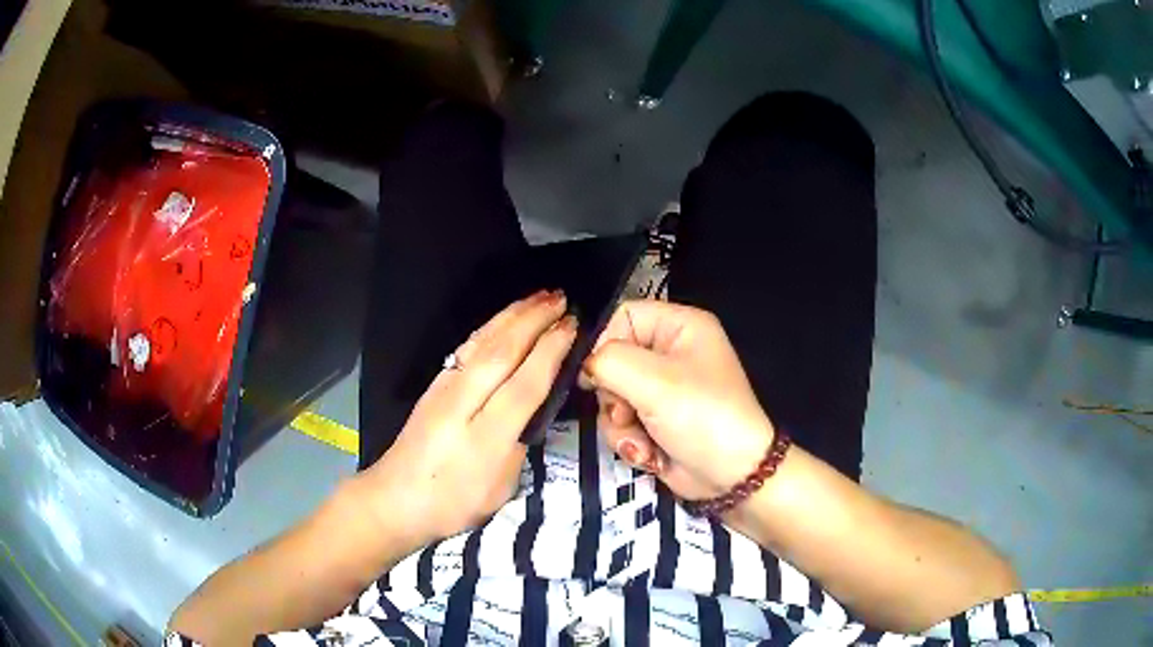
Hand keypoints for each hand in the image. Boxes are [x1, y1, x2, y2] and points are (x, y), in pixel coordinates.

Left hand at [362, 290, 575, 549]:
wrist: (395, 498)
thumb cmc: (452, 504)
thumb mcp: (499, 489)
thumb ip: (517, 446)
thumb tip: (529, 411)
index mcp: (486, 436)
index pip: (525, 383)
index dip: (550, 351)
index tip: (572, 325)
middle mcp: (463, 403)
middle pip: (502, 351)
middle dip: (535, 320)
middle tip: (562, 298)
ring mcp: (444, 389)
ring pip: (482, 342)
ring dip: (513, 315)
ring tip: (539, 296)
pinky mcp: (434, 385)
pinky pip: (468, 347)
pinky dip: (490, 327)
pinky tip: (502, 319)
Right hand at [581, 300, 773, 500]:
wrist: (732, 477)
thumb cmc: (702, 417)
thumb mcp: (655, 382)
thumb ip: (609, 362)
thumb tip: (586, 367)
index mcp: (681, 327)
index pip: (624, 316)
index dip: (605, 344)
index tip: (597, 375)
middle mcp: (671, 354)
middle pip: (613, 361)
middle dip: (614, 396)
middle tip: (626, 414)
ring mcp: (663, 390)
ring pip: (612, 397)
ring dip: (620, 425)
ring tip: (641, 442)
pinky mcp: (656, 421)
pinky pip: (622, 422)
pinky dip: (630, 441)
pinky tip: (648, 454)